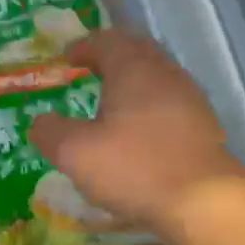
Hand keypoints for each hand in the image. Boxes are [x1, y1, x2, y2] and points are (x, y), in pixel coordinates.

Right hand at [29, 31, 244, 236]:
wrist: (203, 203)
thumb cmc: (133, 167)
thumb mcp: (74, 152)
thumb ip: (50, 131)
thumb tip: (41, 122)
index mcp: (133, 69)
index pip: (106, 41)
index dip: (83, 47)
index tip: (67, 60)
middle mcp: (165, 74)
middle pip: (137, 52)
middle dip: (111, 58)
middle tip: (89, 72)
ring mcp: (190, 100)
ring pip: (157, 77)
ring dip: (132, 83)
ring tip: (111, 104)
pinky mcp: (203, 127)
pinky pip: (170, 103)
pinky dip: (149, 108)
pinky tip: (138, 133)